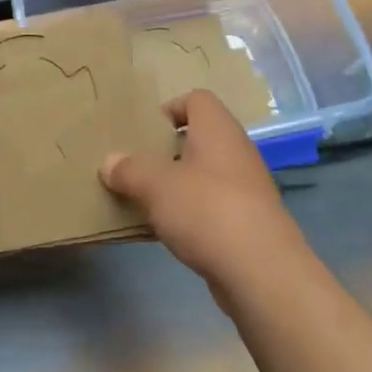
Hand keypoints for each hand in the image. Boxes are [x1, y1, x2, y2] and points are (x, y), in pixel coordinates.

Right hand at [101, 90, 309, 291]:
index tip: (145, 131)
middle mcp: (236, 151)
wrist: (261, 271)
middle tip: (137, 165)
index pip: (197, 99)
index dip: (170, 108)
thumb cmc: (206, 210)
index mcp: (218, 130)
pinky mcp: (248, 222)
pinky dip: (191, 212)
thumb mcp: (155, 186)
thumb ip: (129, 170)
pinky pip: (212, 206)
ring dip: (177, 184)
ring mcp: (246, 188)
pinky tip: (168, 230)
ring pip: (205, 174)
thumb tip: (110, 162)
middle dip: (167, 150)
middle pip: (199, 138)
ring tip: (146, 198)